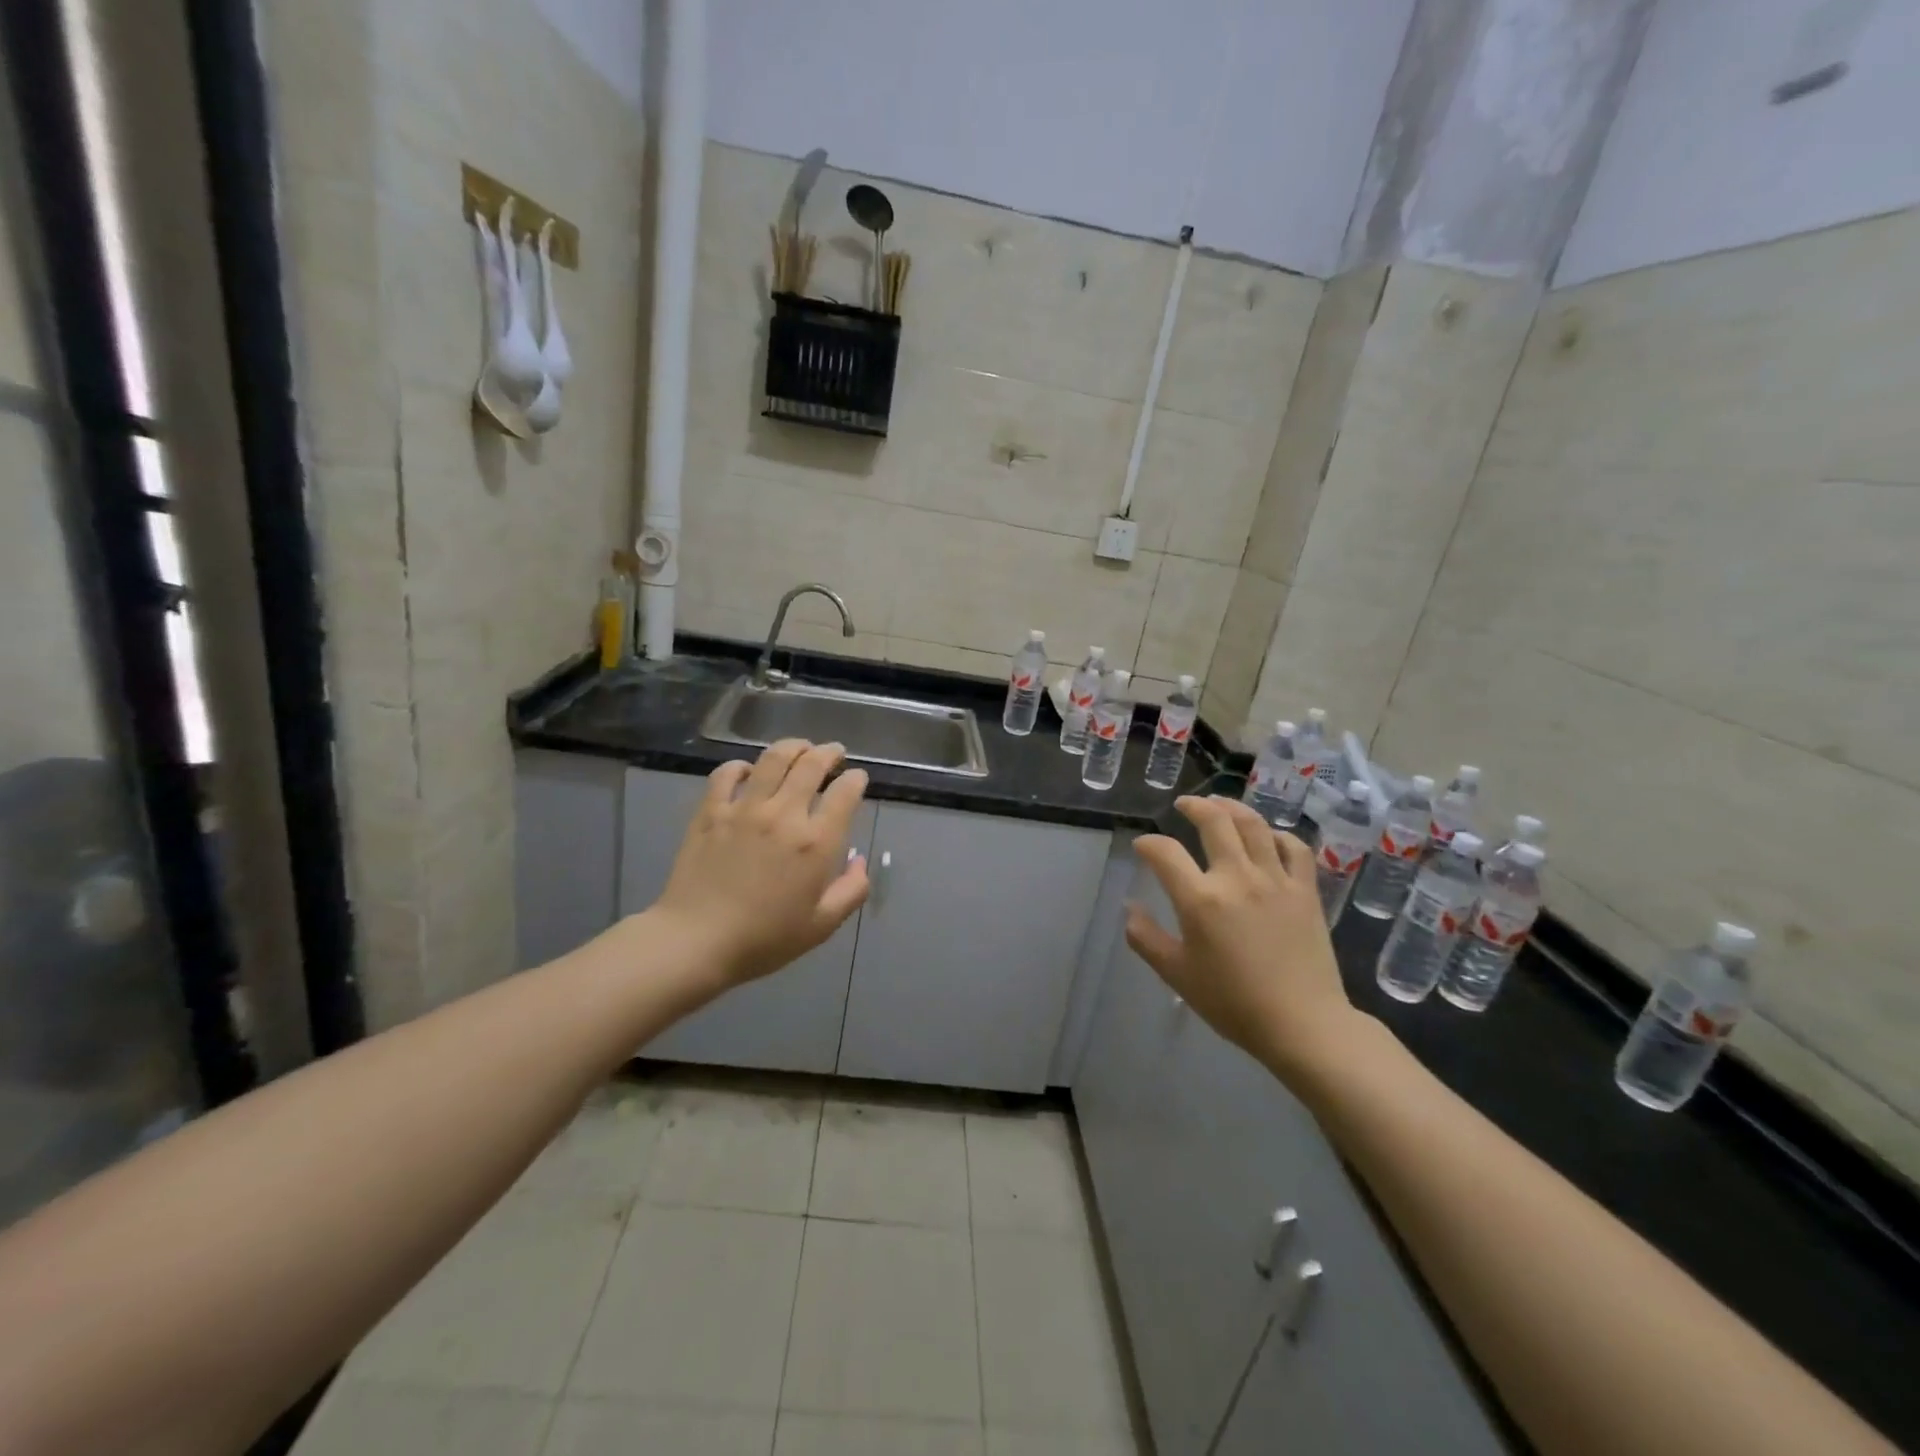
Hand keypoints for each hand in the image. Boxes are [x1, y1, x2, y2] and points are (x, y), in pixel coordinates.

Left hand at [653, 740, 870, 987]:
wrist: (696, 941)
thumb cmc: (765, 939)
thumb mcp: (822, 925)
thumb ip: (852, 890)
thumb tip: (859, 861)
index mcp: (816, 842)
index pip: (845, 793)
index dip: (856, 780)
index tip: (857, 779)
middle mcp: (784, 815)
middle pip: (812, 765)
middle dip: (829, 753)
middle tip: (833, 753)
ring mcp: (744, 809)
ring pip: (773, 759)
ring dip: (793, 747)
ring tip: (800, 749)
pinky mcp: (711, 811)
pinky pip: (727, 773)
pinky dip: (742, 766)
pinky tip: (749, 771)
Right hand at [1126, 796, 1364, 1083]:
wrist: (1302, 1024)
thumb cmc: (1233, 1002)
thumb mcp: (1177, 975)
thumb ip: (1146, 938)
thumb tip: (1130, 909)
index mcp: (1200, 899)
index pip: (1165, 853)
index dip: (1148, 844)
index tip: (1143, 847)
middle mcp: (1237, 877)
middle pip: (1214, 821)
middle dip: (1193, 806)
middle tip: (1183, 805)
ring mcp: (1276, 880)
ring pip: (1254, 825)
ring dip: (1233, 808)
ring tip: (1220, 804)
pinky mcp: (1306, 890)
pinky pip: (1295, 848)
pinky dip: (1279, 835)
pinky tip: (1269, 838)